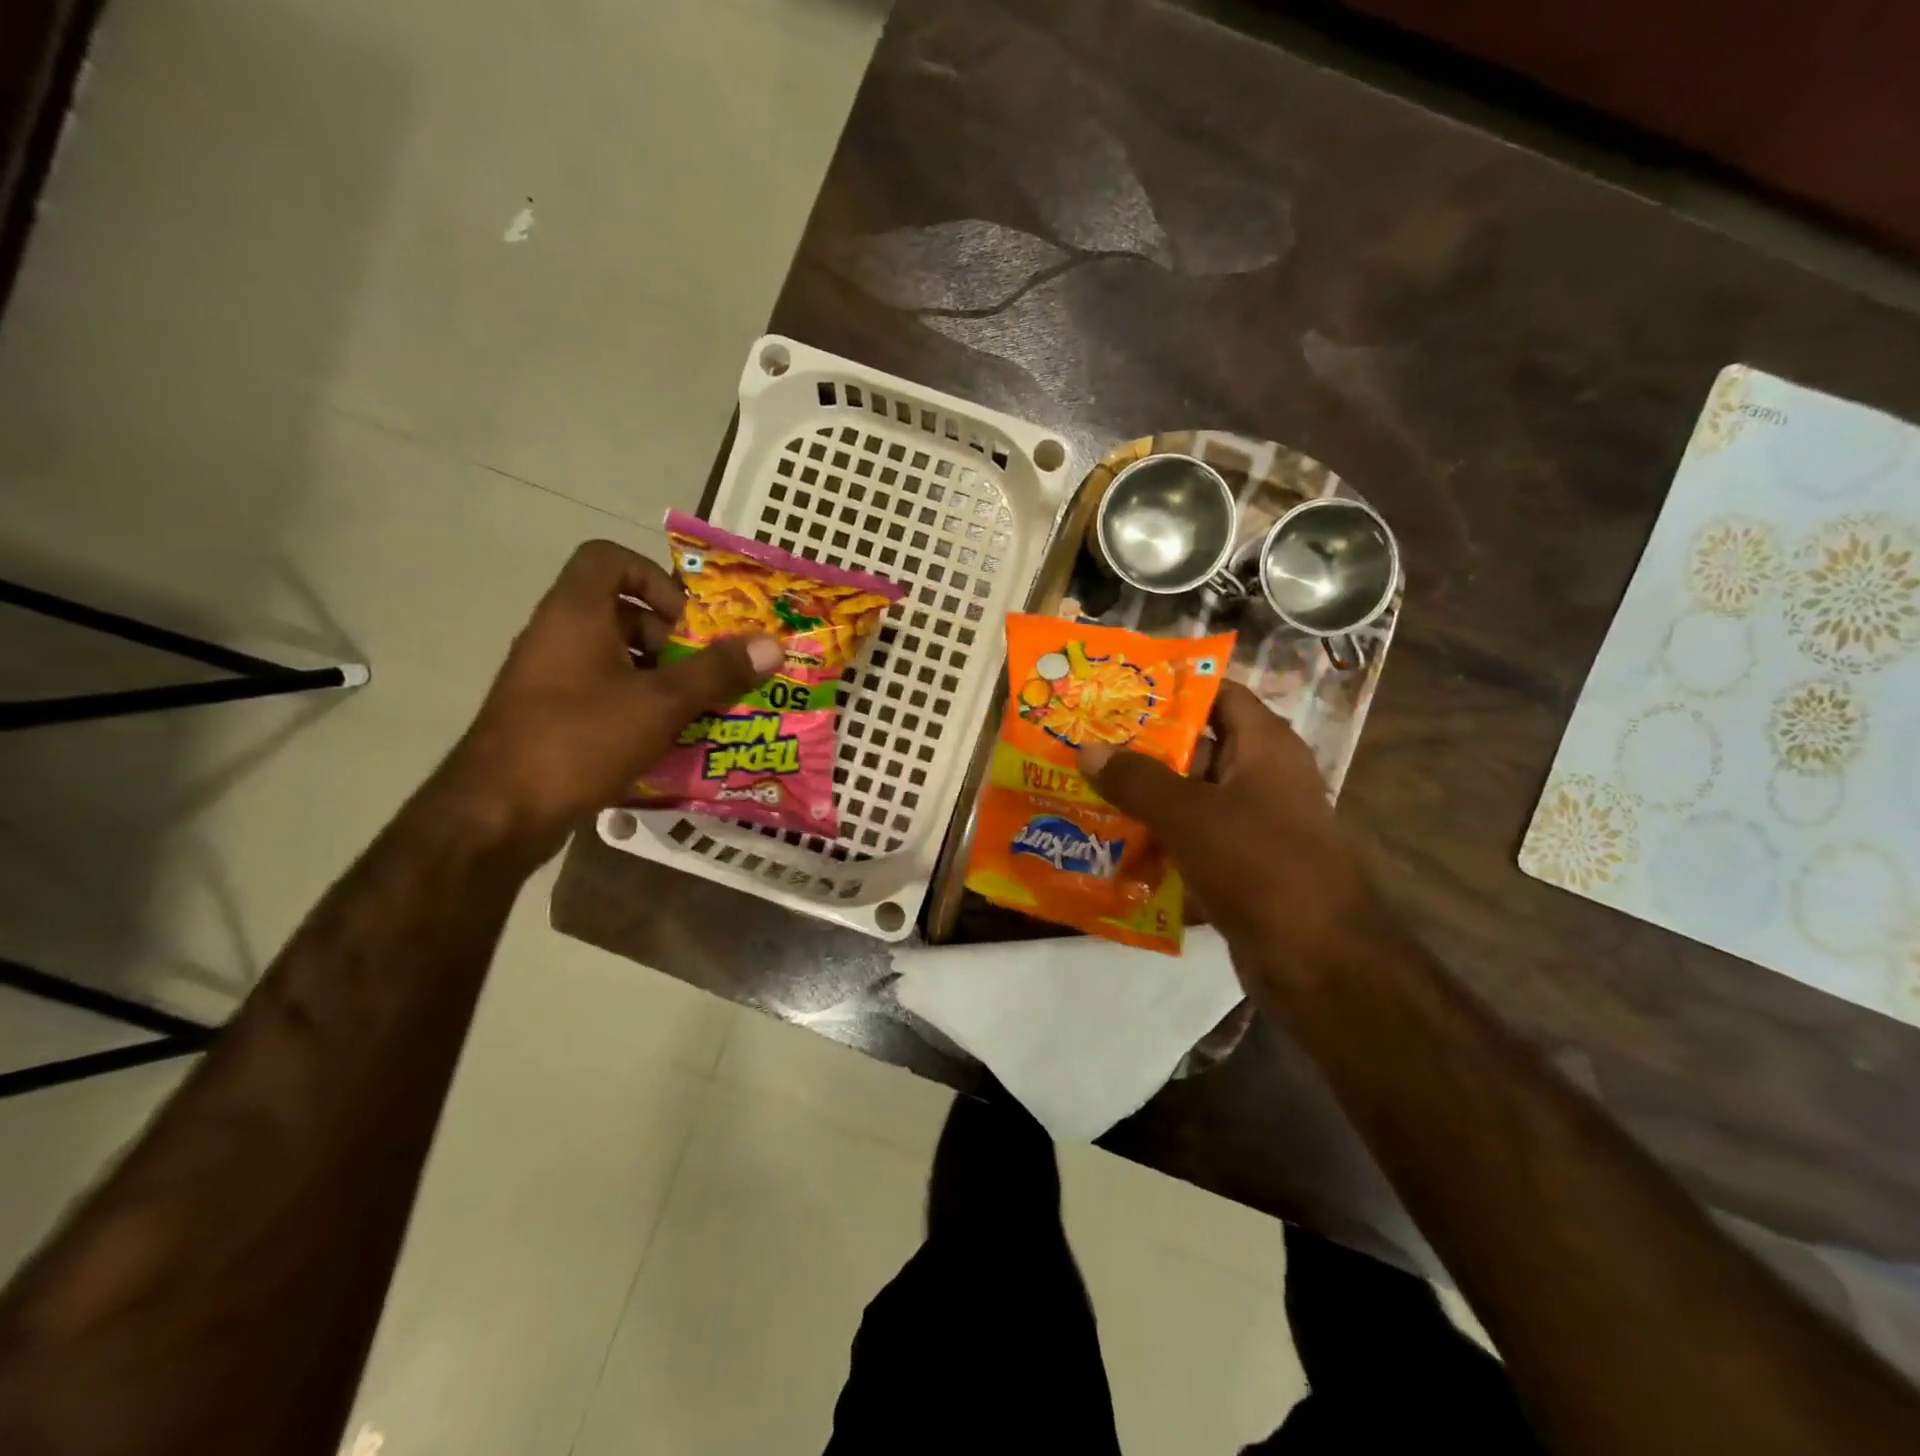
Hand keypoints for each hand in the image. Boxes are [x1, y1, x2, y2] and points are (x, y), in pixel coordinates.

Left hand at [435, 539, 780, 860]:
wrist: (498, 813)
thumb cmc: (580, 740)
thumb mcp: (661, 704)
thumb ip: (717, 672)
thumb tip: (773, 645)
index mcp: (576, 614)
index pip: (608, 558)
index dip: (653, 578)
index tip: (685, 620)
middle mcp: (557, 636)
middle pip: (618, 611)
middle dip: (669, 638)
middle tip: (701, 670)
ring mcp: (549, 678)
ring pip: (614, 656)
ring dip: (659, 675)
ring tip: (695, 707)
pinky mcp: (549, 716)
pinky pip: (602, 691)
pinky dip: (637, 704)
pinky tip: (665, 738)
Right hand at [1077, 681, 1371, 958]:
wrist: (1321, 963)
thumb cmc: (1259, 864)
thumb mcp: (1189, 814)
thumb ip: (1136, 779)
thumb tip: (1087, 749)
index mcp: (1264, 747)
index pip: (1218, 695)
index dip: (1171, 690)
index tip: (1117, 692)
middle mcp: (1261, 779)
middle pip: (1194, 750)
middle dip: (1140, 751)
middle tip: (1083, 746)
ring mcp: (1252, 828)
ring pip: (1188, 802)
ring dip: (1141, 803)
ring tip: (1082, 795)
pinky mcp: (1240, 870)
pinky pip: (1190, 846)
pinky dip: (1156, 847)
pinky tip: (1108, 851)